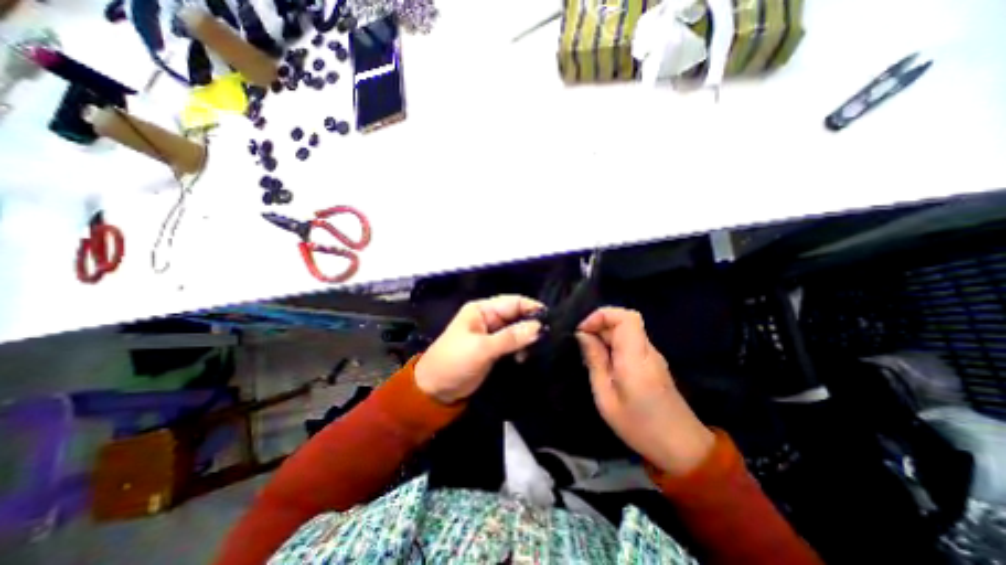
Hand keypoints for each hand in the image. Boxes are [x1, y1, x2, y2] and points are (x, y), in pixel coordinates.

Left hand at [415, 295, 545, 405]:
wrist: (435, 390)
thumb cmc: (454, 362)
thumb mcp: (482, 348)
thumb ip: (511, 337)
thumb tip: (539, 327)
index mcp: (482, 310)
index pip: (512, 302)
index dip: (531, 308)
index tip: (551, 319)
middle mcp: (488, 318)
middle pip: (516, 315)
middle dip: (531, 324)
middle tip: (550, 336)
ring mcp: (492, 334)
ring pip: (517, 330)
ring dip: (528, 338)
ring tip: (539, 349)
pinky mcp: (494, 349)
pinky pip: (513, 343)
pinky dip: (521, 348)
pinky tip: (526, 357)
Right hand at [573, 308, 713, 475]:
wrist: (683, 448)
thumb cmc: (640, 426)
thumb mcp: (606, 398)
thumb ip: (595, 361)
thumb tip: (583, 335)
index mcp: (636, 358)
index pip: (626, 317)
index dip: (602, 315)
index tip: (582, 330)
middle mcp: (647, 350)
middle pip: (624, 321)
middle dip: (598, 326)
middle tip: (581, 347)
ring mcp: (652, 355)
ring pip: (625, 331)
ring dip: (604, 336)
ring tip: (589, 357)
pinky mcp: (652, 362)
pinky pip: (629, 342)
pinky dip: (612, 345)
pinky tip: (603, 364)